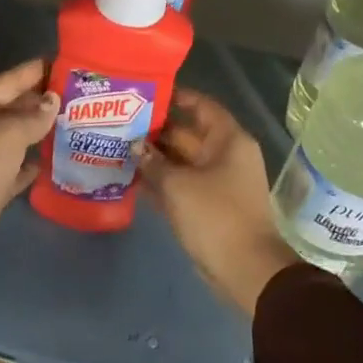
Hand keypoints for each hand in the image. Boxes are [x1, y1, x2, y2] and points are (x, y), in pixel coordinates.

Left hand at [0, 58, 58, 266]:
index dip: (37, 71)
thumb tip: (52, 102)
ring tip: (77, 123)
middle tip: (82, 96)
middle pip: (14, 107)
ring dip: (42, 132)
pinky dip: (33, 162)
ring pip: (17, 138)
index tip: (67, 63)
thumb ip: (33, 116)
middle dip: (44, 102)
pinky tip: (56, 158)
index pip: (10, 80)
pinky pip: (16, 167)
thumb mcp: (6, 134)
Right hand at [135, 89, 298, 316]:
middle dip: (155, 131)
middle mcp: (224, 156)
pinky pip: (180, 185)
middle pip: (187, 134)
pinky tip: (129, 179)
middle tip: (119, 124)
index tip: (145, 93)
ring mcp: (216, 183)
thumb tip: (135, 147)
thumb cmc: (216, 216)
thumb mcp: (178, 185)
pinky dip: (159, 182)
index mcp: (228, 141)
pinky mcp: (206, 206)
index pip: (202, 106)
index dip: (176, 97)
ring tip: (117, 148)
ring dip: (153, 158)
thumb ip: (153, 162)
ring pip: (180, 162)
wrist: (245, 269)